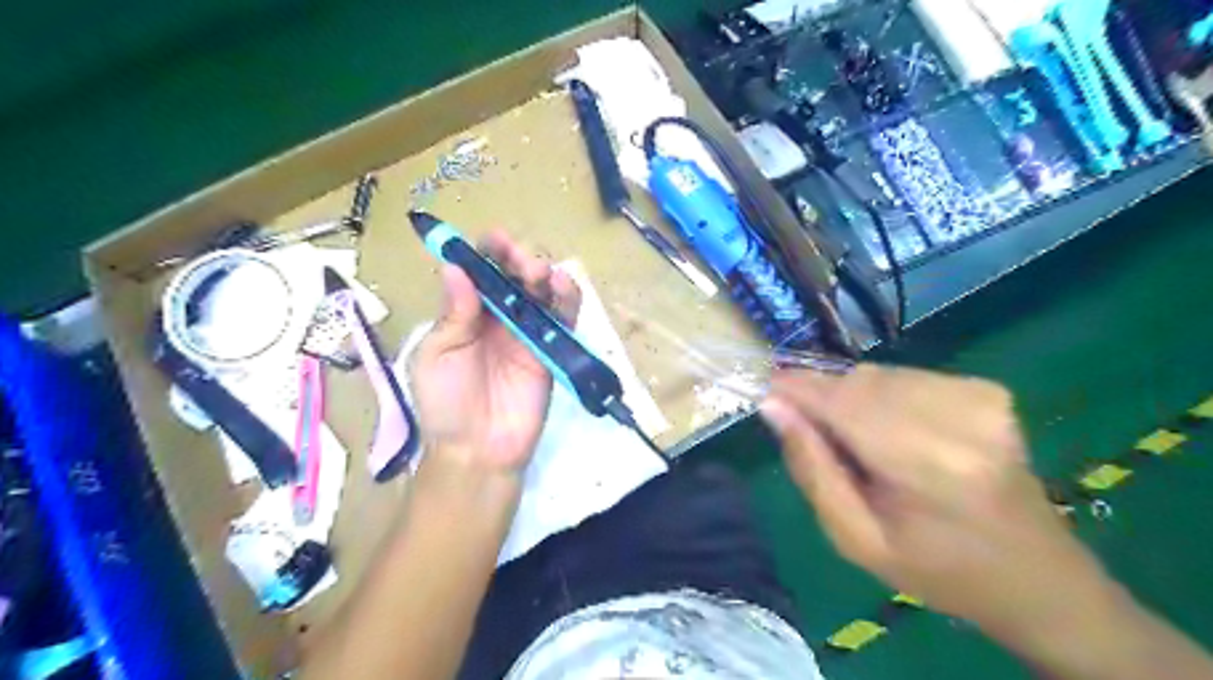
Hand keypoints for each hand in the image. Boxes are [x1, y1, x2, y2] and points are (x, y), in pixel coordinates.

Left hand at [410, 234, 578, 476]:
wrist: (477, 450)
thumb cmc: (446, 403)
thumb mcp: (436, 355)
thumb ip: (453, 314)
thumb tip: (455, 267)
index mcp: (466, 313)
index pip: (480, 271)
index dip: (487, 252)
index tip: (494, 240)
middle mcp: (499, 316)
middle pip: (515, 275)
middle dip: (519, 258)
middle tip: (520, 260)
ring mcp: (529, 332)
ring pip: (542, 291)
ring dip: (544, 272)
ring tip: (540, 272)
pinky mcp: (553, 350)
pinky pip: (564, 319)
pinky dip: (567, 298)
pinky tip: (563, 285)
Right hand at [760, 368, 1112, 645]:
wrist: (1037, 577)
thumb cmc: (938, 570)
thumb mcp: (856, 540)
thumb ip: (812, 469)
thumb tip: (774, 407)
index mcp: (928, 466)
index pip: (843, 402)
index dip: (797, 389)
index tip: (765, 390)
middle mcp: (960, 418)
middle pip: (859, 381)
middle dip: (824, 398)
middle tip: (815, 435)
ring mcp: (981, 397)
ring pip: (879, 374)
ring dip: (854, 399)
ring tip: (862, 443)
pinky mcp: (988, 390)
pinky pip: (906, 376)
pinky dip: (885, 396)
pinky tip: (897, 432)